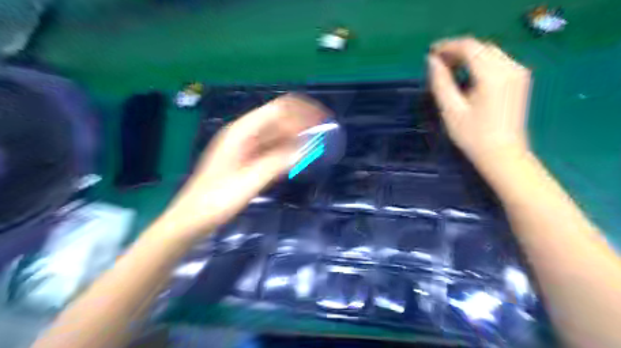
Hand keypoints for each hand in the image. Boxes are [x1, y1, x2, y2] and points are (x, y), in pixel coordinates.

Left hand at [159, 93, 326, 237]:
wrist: (193, 217)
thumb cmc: (217, 199)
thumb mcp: (249, 181)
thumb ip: (278, 163)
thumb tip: (306, 148)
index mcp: (242, 132)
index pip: (277, 109)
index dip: (301, 111)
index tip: (322, 120)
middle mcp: (244, 133)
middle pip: (278, 119)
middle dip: (301, 123)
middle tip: (323, 135)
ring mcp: (245, 146)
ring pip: (276, 134)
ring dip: (296, 136)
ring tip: (315, 145)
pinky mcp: (247, 158)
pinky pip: (272, 147)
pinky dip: (286, 149)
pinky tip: (298, 157)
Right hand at [431, 37, 530, 165]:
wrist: (503, 155)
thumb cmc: (473, 136)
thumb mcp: (451, 110)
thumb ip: (441, 82)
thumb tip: (431, 61)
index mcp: (493, 75)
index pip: (469, 47)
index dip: (447, 46)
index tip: (430, 53)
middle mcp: (510, 67)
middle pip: (480, 47)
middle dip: (457, 50)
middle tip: (437, 63)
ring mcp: (518, 72)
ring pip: (489, 52)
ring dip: (468, 56)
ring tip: (448, 69)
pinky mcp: (519, 80)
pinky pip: (497, 61)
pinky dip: (479, 62)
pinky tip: (467, 75)